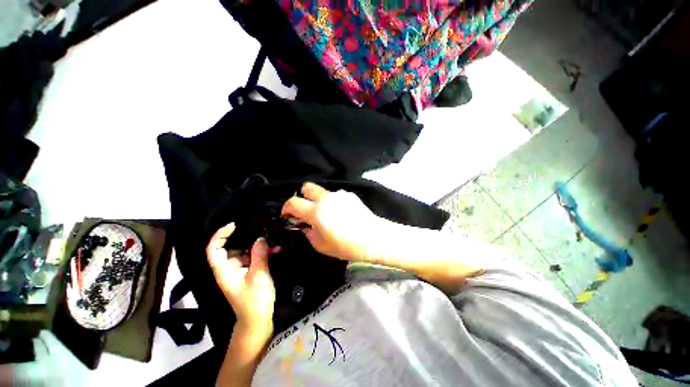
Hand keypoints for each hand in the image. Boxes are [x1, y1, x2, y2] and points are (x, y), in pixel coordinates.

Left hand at [206, 223, 274, 333]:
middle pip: (232, 248)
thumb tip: (260, 238)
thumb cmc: (255, 300)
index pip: (214, 249)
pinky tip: (275, 250)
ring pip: (246, 252)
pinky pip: (253, 259)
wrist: (257, 320)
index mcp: (224, 270)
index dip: (220, 235)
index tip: (235, 225)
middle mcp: (229, 269)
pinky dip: (262, 254)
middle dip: (248, 239)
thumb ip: (259, 255)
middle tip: (263, 231)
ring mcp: (239, 272)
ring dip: (259, 246)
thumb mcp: (258, 276)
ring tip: (274, 241)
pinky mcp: (248, 274)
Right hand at [281, 182, 381, 261]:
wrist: (373, 237)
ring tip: (328, 214)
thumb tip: (304, 226)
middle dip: (303, 196)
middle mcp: (326, 199)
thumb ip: (308, 233)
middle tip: (306, 210)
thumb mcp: (321, 246)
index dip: (286, 208)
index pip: (293, 202)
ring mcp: (339, 195)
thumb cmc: (346, 245)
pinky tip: (341, 213)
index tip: (288, 215)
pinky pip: (335, 196)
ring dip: (319, 201)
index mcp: (316, 212)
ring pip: (322, 192)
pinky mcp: (349, 195)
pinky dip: (333, 202)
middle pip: (307, 187)